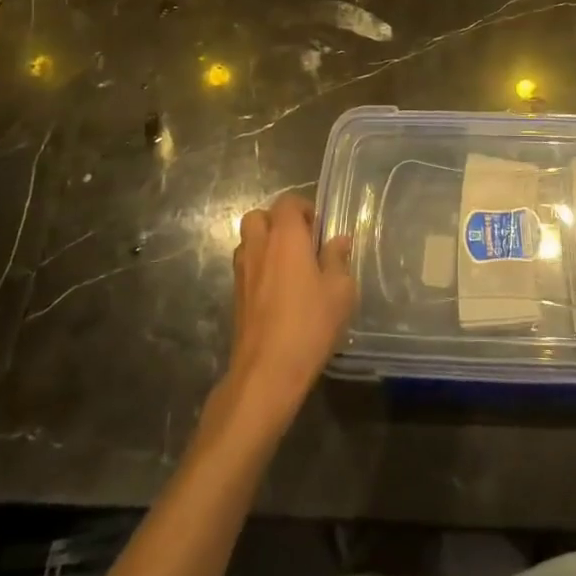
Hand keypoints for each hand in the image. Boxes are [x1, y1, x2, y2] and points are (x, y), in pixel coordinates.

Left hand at [222, 194, 355, 435]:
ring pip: (248, 241)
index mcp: (285, 237)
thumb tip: (338, 240)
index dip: (304, 208)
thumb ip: (338, 260)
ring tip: (290, 266)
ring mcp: (242, 272)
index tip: (319, 229)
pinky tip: (279, 292)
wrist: (266, 373)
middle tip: (301, 242)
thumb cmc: (309, 324)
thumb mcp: (339, 291)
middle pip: (259, 217)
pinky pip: (245, 267)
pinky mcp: (235, 297)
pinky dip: (259, 268)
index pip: (287, 203)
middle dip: (278, 222)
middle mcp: (259, 247)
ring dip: (265, 244)